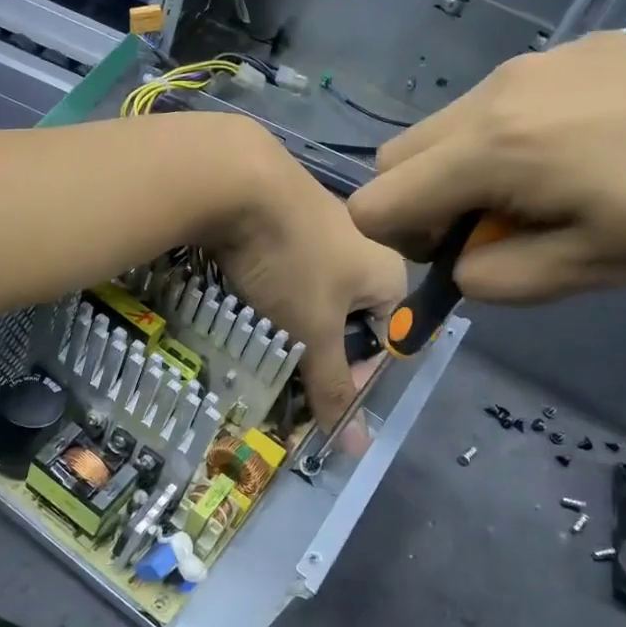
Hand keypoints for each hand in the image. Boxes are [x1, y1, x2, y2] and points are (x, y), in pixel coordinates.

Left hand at [211, 129, 407, 428]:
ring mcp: (323, 222)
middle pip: (348, 316)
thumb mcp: (312, 332)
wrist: (236, 178)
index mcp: (389, 272)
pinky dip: (270, 284)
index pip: (386, 339)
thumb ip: (333, 386)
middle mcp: (364, 244)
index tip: (317, 387)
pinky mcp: (285, 211)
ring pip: (314, 290)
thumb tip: (359, 448)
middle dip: (317, 345)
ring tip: (260, 328)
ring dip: (290, 317)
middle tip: (285, 361)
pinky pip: (286, 263)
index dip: (355, 372)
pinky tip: (246, 290)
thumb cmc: (290, 261)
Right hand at [348, 30, 625, 305]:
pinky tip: (592, 153)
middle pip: (399, 157)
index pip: (376, 201)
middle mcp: (495, 93)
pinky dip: (509, 139)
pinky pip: (503, 101)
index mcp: (490, 149)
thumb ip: (497, 278)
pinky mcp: (579, 49)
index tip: (465, 257)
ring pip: (450, 126)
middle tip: (498, 231)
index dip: (400, 244)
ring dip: (466, 171)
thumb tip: (462, 265)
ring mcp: (537, 63)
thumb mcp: (591, 270)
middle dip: (422, 204)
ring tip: (553, 193)